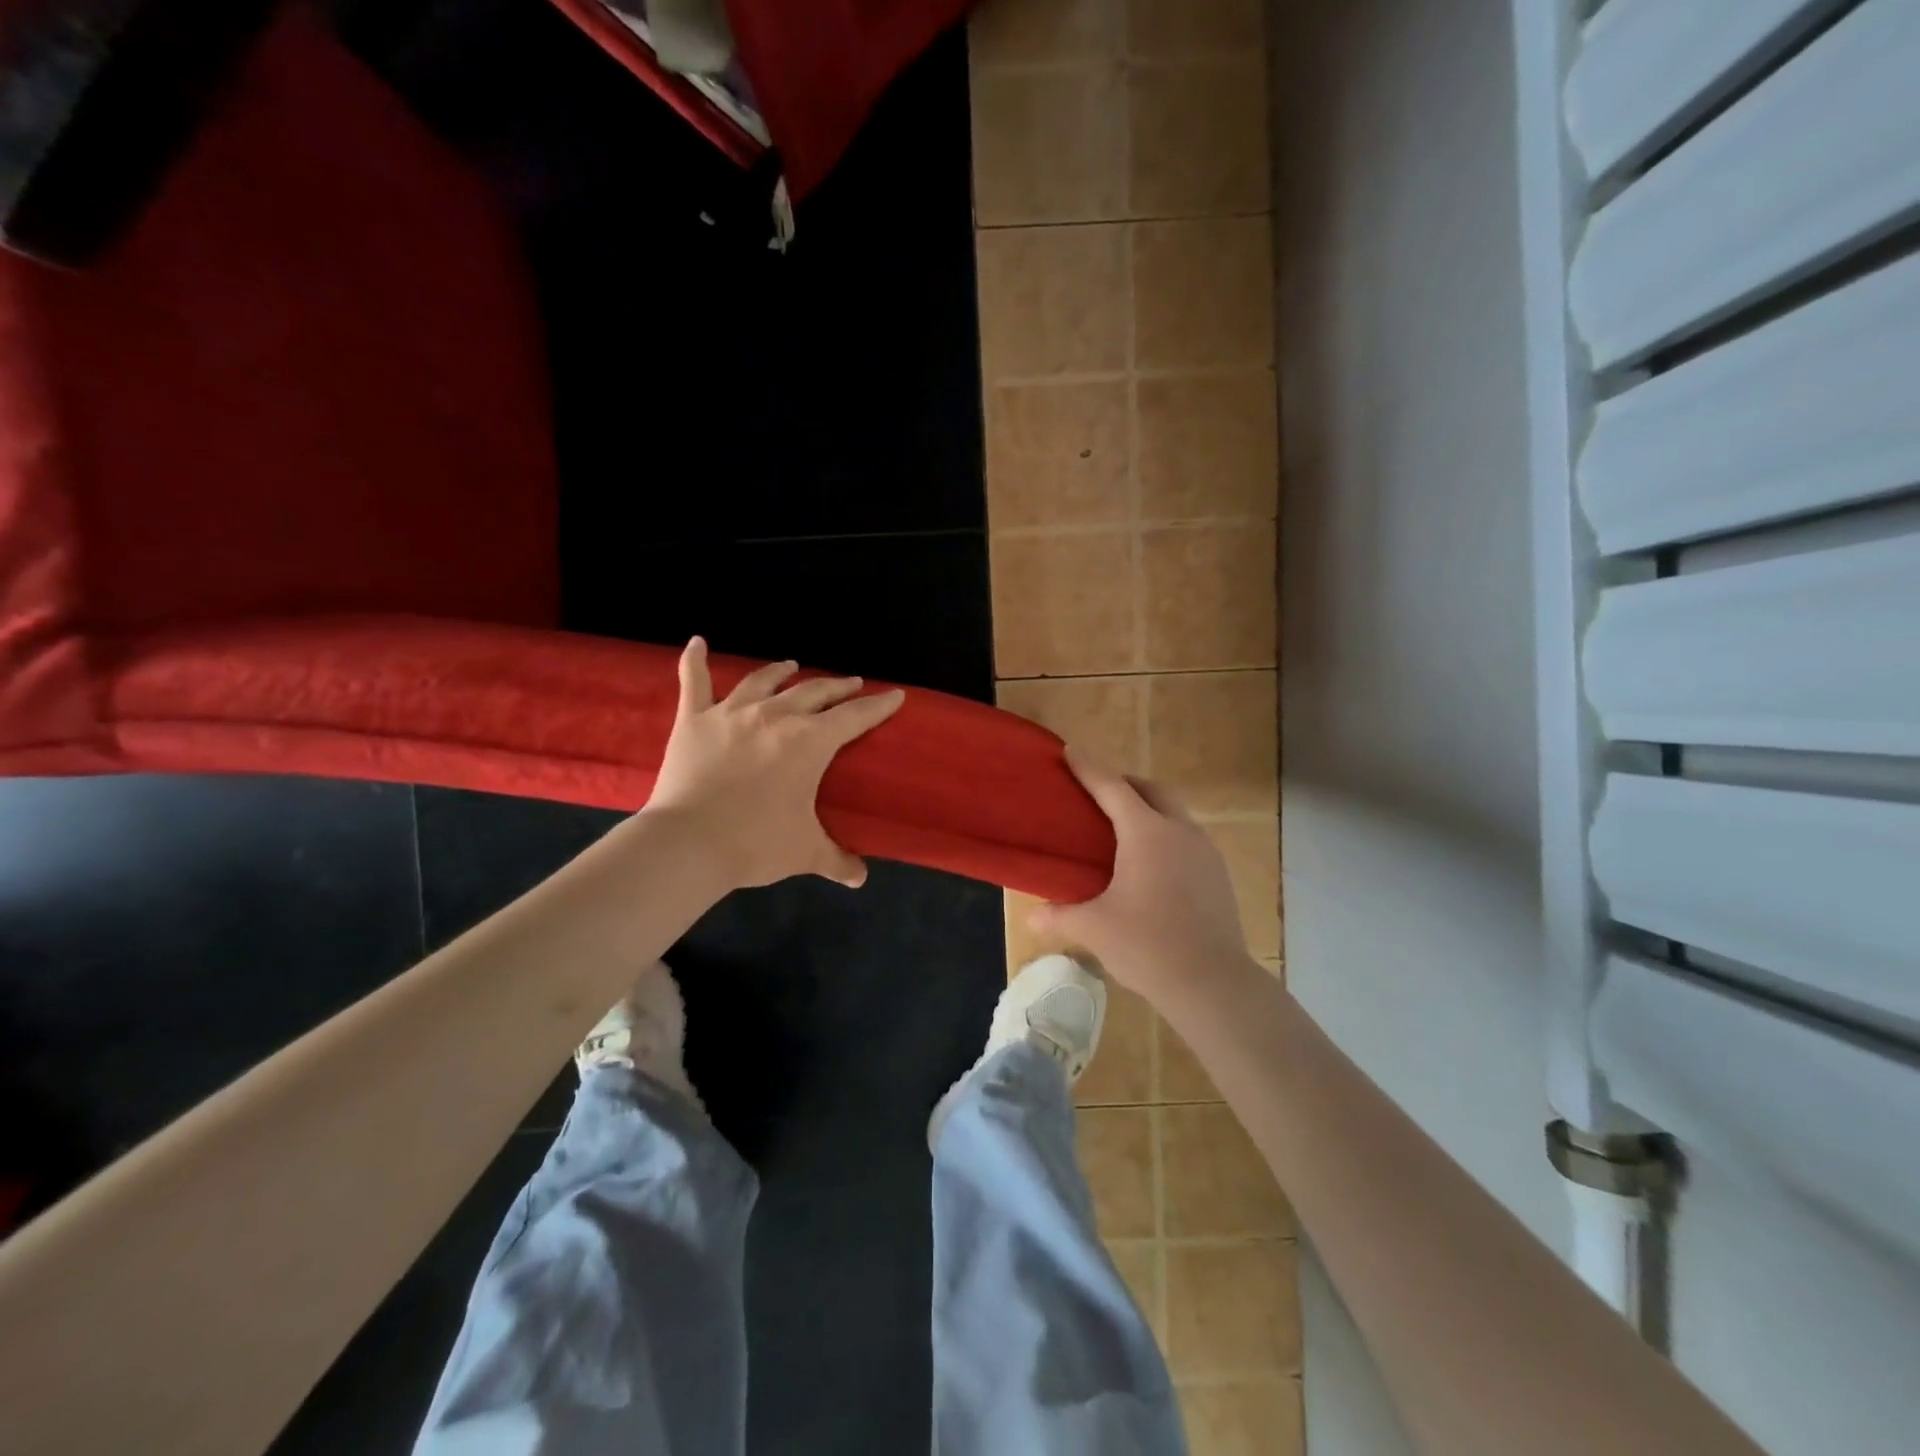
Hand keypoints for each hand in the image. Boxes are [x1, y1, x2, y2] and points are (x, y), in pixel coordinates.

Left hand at [646, 637, 904, 889]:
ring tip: (792, 666)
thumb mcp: (806, 853)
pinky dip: (695, 660)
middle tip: (852, 684)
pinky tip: (697, 642)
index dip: (879, 705)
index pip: (855, 717)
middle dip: (838, 687)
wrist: (688, 844)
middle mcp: (775, 716)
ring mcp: (731, 713)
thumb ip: (837, 861)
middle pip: (814, 691)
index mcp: (809, 742)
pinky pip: (694, 682)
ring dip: (782, 671)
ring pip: (764, 681)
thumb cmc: (756, 844)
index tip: (895, 695)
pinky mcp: (693, 720)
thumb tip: (860, 878)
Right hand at [1031, 752, 1251, 1001]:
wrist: (1212, 982)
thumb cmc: (1147, 945)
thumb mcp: (1094, 928)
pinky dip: (1166, 835)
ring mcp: (1205, 851)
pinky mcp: (1218, 874)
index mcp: (1146, 833)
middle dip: (1125, 784)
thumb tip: (1032, 914)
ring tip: (1124, 832)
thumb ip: (1060, 915)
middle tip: (1099, 794)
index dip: (1089, 768)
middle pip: (1152, 790)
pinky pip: (1187, 838)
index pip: (1112, 787)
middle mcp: (1179, 831)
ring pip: (1175, 813)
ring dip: (1149, 809)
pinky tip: (1152, 866)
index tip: (1070, 752)